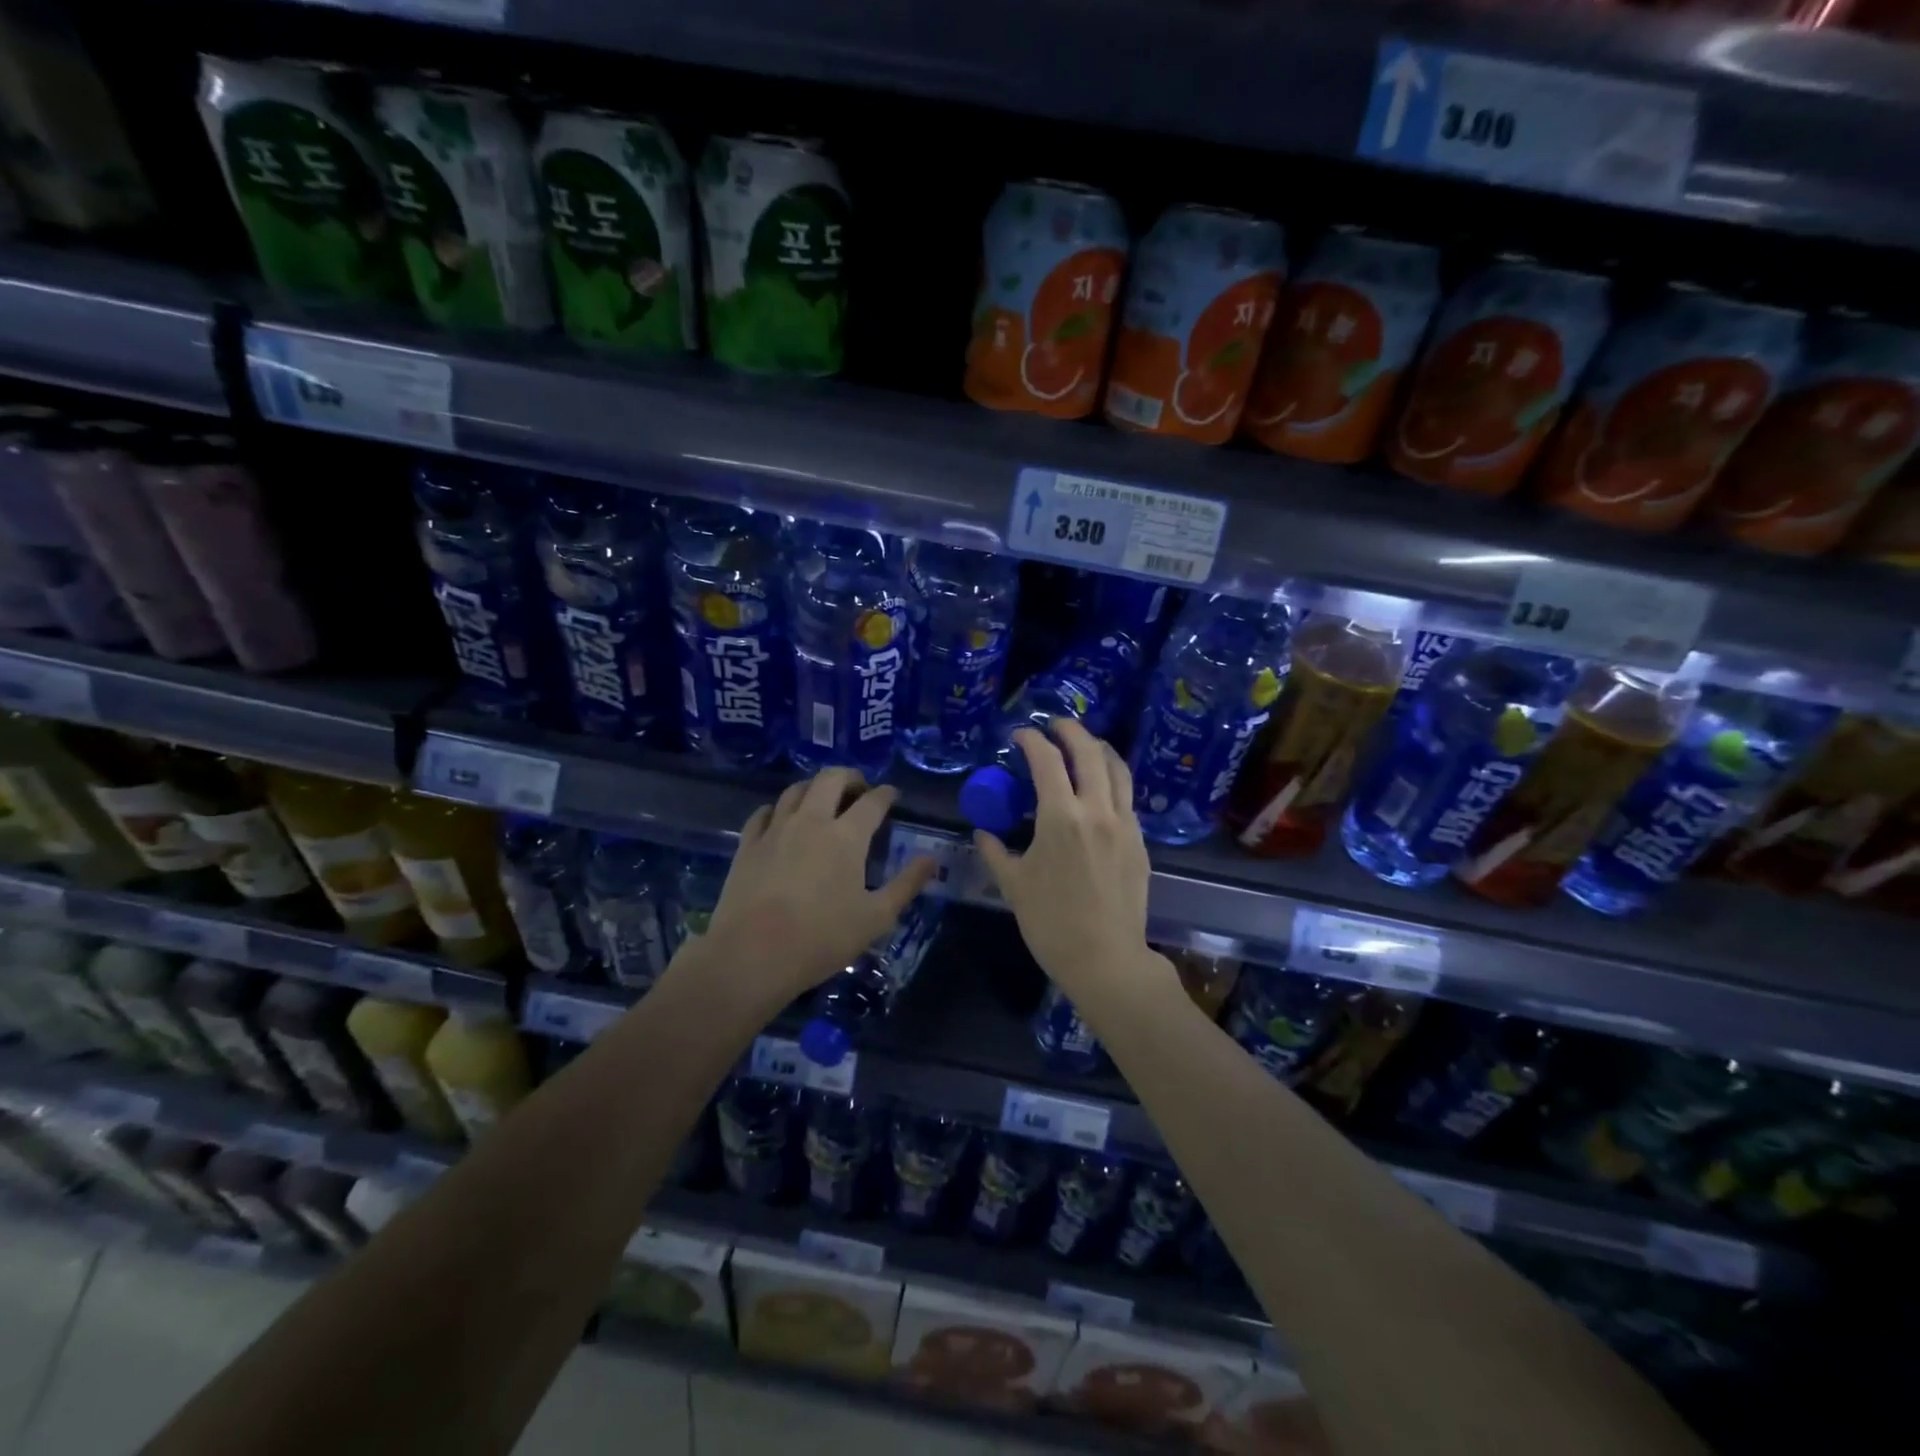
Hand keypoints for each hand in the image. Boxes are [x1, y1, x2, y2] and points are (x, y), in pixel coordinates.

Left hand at [698, 767, 935, 1009]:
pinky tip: (781, 819)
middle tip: (859, 789)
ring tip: (823, 800)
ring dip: (814, 787)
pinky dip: (778, 808)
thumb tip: (931, 859)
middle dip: (850, 776)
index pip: (872, 801)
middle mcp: (811, 820)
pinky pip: (764, 812)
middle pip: (830, 779)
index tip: (892, 795)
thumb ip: (906, 884)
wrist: (751, 956)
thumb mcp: (876, 918)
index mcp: (846, 836)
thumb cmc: (821, 938)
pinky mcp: (748, 844)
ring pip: (795, 789)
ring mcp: (775, 829)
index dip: (886, 794)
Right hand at [973, 720, 1166, 1004]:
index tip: (1021, 734)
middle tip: (1055, 725)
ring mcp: (1125, 824)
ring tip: (1084, 744)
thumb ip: (996, 853)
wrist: (1106, 959)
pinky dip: (1113, 779)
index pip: (1047, 760)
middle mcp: (1097, 810)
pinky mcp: (1140, 841)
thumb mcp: (1013, 886)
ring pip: (1117, 769)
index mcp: (1061, 817)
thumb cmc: (1051, 923)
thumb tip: (982, 833)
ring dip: (1099, 748)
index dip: (1032, 740)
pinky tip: (1102, 787)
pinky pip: (1127, 796)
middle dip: (1071, 731)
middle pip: (1089, 752)